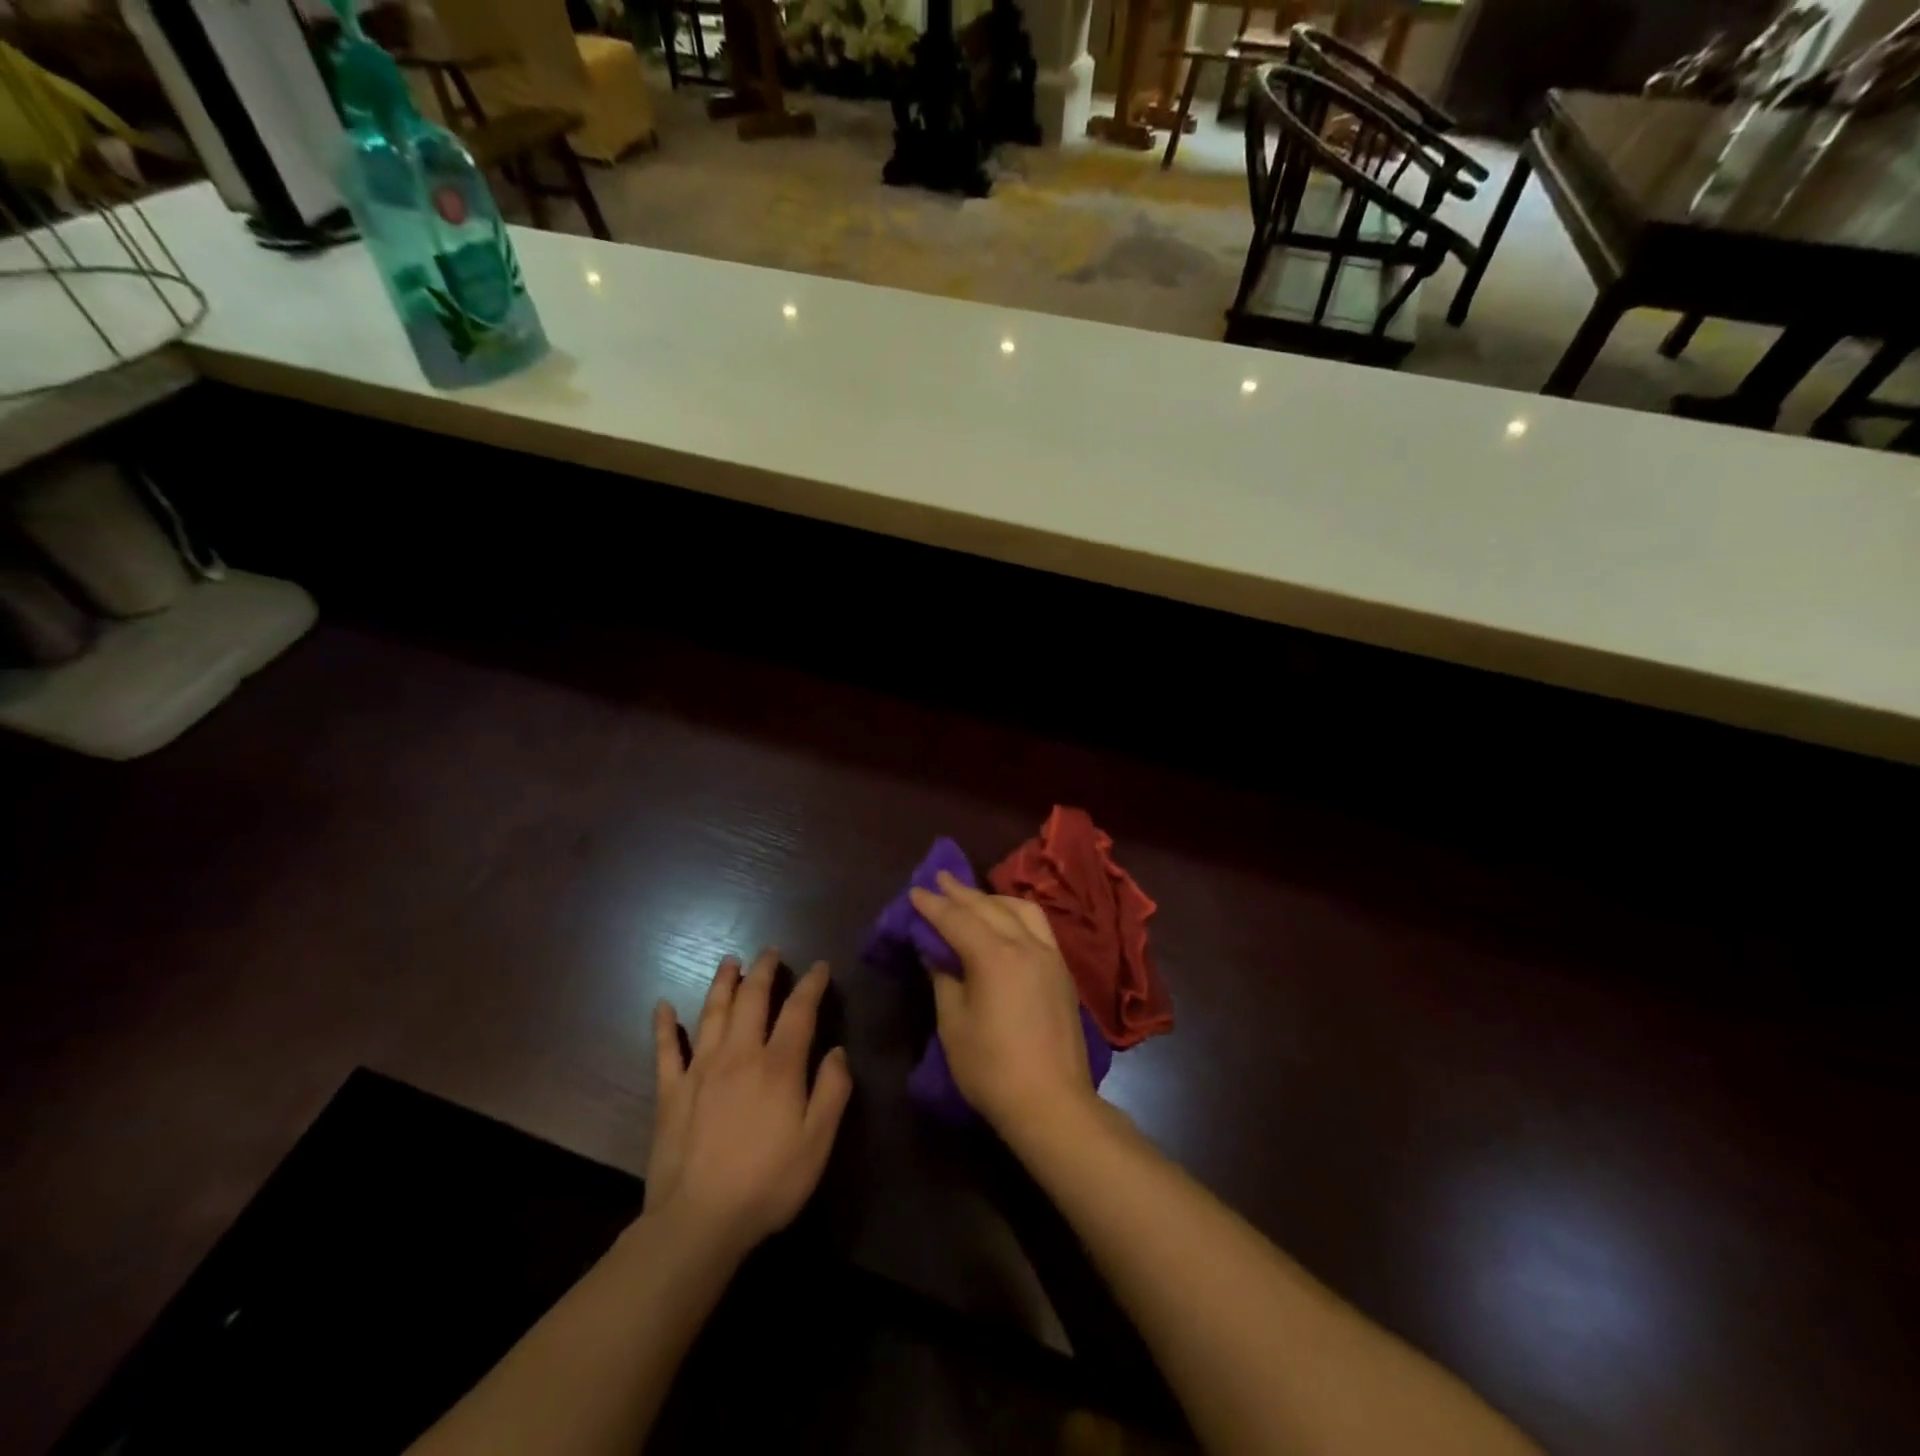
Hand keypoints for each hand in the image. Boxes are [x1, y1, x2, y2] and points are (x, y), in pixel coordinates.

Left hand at [644, 950, 851, 1258]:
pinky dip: (664, 1025)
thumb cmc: (767, 1183)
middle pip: (752, 999)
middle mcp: (739, 1054)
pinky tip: (663, 1006)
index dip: (812, 984)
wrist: (698, 1222)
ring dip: (723, 983)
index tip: (820, 967)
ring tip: (730, 961)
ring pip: (712, 1012)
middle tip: (771, 952)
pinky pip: (666, 1050)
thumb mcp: (818, 1143)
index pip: (799, 1010)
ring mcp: (700, 1070)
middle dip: (764, 970)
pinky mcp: (670, 1092)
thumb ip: (832, 1092)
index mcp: (778, 1065)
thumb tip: (837, 1052)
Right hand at [908, 871, 1097, 1137]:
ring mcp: (1050, 955)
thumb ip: (944, 979)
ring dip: (993, 898)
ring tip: (972, 898)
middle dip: (961, 892)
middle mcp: (1026, 945)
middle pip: (989, 907)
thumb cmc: (992, 1068)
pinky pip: (1038, 925)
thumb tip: (934, 950)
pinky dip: (1016, 913)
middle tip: (939, 878)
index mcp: (995, 956)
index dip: (933, 905)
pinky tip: (1006, 921)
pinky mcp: (1062, 971)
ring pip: (1021, 909)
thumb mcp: (954, 1024)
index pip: (957, 919)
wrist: (1052, 1103)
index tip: (915, 891)